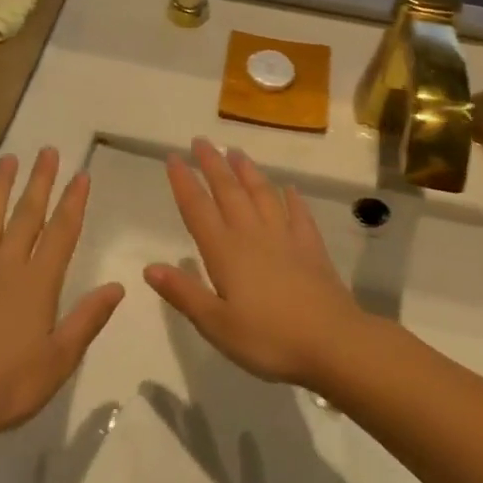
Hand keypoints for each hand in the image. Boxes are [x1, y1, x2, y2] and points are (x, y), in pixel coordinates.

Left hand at [0, 149, 122, 446]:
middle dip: (40, 183)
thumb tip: (118, 286)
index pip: (61, 234)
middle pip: (26, 217)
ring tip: (8, 160)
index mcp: (37, 284)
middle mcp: (5, 268)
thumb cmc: (7, 387)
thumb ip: (88, 319)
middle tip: (48, 151)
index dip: (73, 203)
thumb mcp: (60, 359)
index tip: (81, 175)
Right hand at [146, 139, 367, 389]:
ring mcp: (286, 237)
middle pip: (229, 192)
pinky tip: (289, 189)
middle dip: (213, 165)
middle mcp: (253, 235)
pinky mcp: (311, 247)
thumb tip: (149, 267)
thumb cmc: (268, 339)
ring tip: (237, 152)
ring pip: (262, 194)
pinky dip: (292, 198)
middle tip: (201, 141)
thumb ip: (184, 293)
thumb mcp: (217, 325)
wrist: (332, 342)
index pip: (198, 209)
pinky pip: (298, 213)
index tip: (173, 157)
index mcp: (225, 252)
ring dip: (248, 172)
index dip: (184, 182)